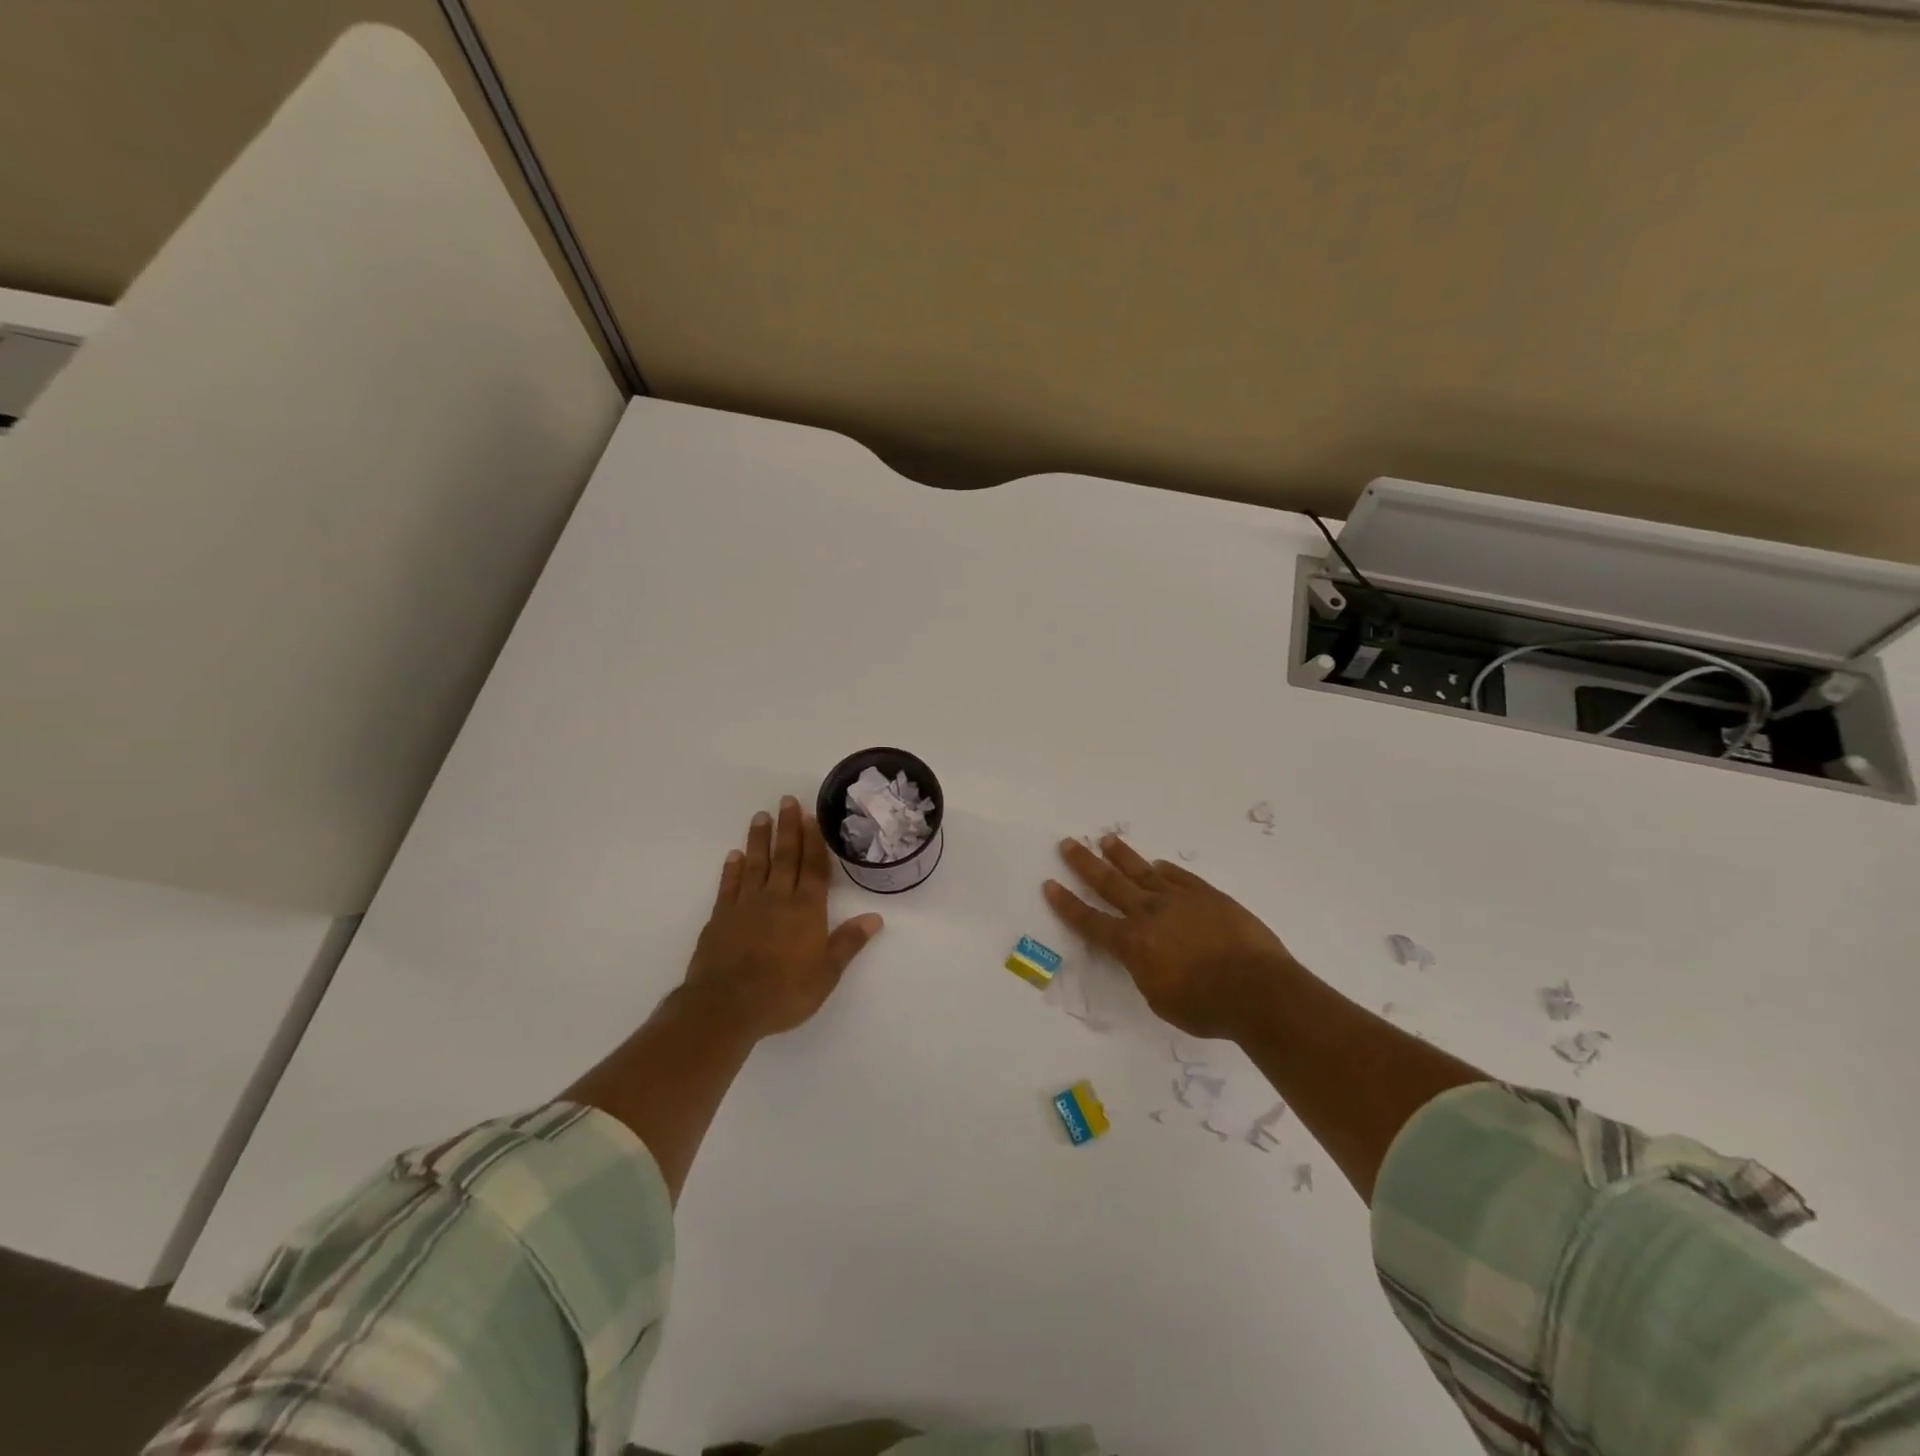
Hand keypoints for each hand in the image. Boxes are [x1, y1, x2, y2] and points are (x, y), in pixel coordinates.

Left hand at [684, 796, 883, 1037]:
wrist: (726, 1006)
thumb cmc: (784, 992)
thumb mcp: (826, 974)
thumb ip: (848, 942)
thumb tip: (875, 917)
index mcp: (806, 909)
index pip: (813, 868)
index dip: (813, 841)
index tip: (811, 816)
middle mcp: (777, 898)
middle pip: (785, 857)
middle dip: (788, 828)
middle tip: (787, 800)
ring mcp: (746, 905)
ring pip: (756, 864)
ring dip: (759, 839)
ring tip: (761, 816)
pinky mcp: (721, 917)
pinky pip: (729, 885)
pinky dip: (732, 869)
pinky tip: (734, 855)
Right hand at [1044, 835, 1298, 1040]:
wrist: (1258, 990)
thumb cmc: (1205, 1007)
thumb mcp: (1160, 999)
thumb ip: (1145, 972)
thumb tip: (1145, 955)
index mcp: (1132, 943)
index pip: (1090, 921)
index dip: (1067, 904)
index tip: (1050, 884)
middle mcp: (1150, 913)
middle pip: (1110, 884)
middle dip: (1086, 864)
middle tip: (1069, 843)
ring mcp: (1181, 900)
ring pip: (1143, 872)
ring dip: (1122, 856)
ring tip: (1107, 840)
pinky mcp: (1209, 896)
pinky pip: (1181, 877)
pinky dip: (1167, 870)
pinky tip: (1159, 864)